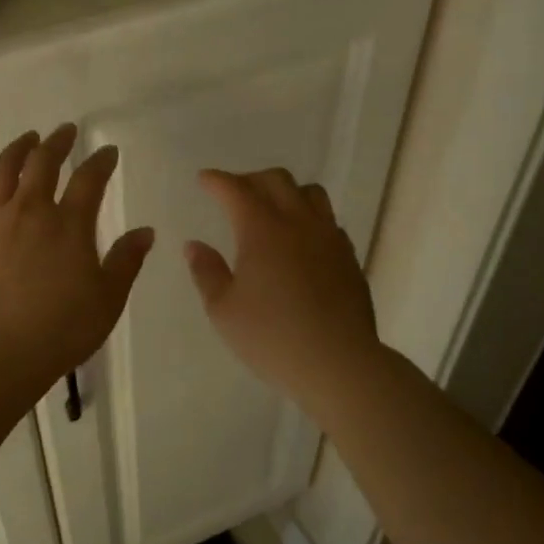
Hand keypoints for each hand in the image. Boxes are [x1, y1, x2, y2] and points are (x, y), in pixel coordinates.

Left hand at [0, 124, 154, 390]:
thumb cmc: (61, 329)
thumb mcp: (108, 299)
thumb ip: (126, 261)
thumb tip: (145, 231)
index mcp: (69, 224)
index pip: (90, 180)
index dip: (101, 162)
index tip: (107, 151)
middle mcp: (30, 212)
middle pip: (42, 164)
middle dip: (57, 143)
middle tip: (65, 131)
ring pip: (1, 173)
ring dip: (15, 150)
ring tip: (25, 140)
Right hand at [185, 168, 381, 405]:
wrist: (338, 363)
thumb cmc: (272, 337)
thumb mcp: (224, 310)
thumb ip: (206, 272)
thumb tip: (195, 245)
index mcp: (262, 230)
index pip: (236, 190)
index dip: (217, 180)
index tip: (204, 180)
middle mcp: (298, 223)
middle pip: (277, 181)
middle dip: (250, 180)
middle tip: (233, 194)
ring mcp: (329, 238)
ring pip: (310, 193)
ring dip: (286, 192)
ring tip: (272, 210)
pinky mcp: (348, 257)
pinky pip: (328, 221)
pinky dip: (309, 218)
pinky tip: (300, 242)